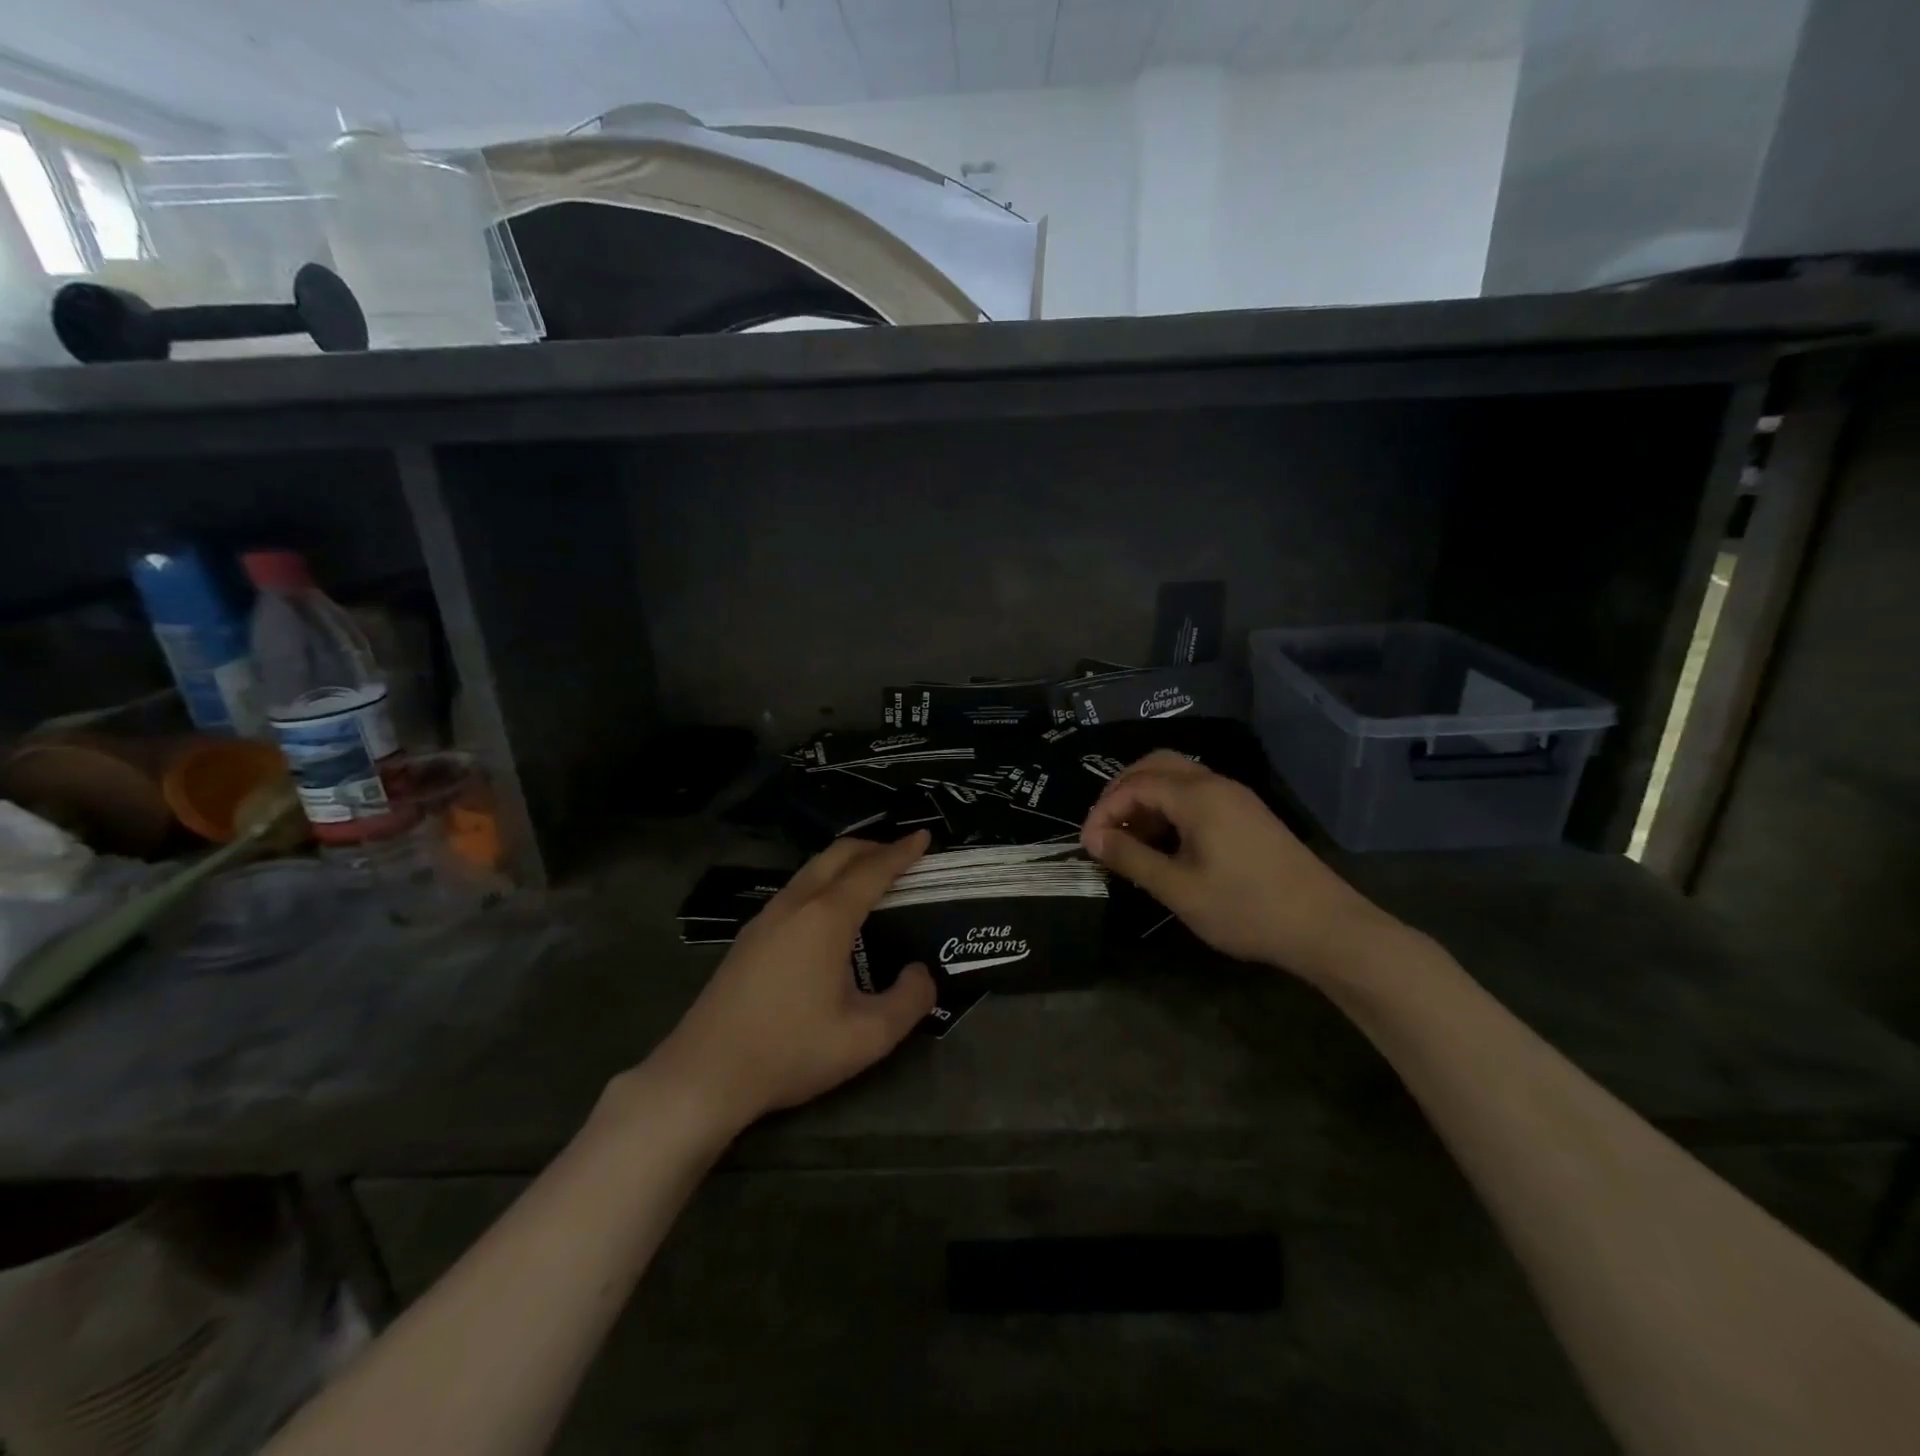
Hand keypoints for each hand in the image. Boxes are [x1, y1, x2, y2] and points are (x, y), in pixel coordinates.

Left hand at [648, 831, 935, 1135]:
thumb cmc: (791, 1050)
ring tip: (870, 877)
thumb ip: (909, 1001)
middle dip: (873, 846)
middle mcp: (795, 904)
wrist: (705, 1073)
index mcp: (826, 918)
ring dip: (845, 863)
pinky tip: (829, 911)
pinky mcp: (749, 936)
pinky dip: (824, 881)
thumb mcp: (867, 1037)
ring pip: (812, 869)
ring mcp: (766, 917)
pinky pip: (796, 889)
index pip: (872, 870)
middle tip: (902, 853)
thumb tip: (920, 973)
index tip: (924, 835)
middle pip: (837, 855)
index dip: (902, 852)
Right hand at [1080, 752, 1396, 979]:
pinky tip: (1165, 843)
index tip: (1087, 844)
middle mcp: (1216, 785)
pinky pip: (1197, 795)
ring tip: (1129, 839)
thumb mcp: (1179, 889)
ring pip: (1178, 778)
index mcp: (1197, 796)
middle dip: (1122, 791)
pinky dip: (1170, 808)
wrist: (1324, 926)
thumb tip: (1093, 838)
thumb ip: (1132, 858)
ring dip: (1146, 799)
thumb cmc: (1245, 909)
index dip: (1103, 810)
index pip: (1135, 785)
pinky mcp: (1247, 814)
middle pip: (1156, 765)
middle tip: (1104, 827)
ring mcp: (1236, 797)